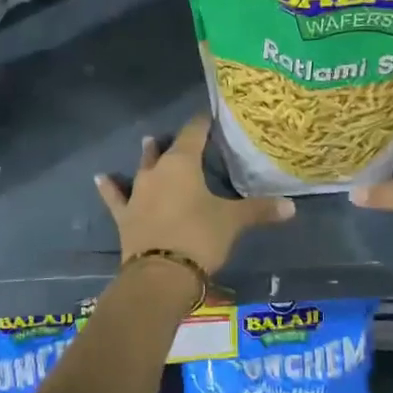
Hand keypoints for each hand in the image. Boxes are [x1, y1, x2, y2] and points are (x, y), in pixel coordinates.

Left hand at [95, 114, 295, 275]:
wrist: (160, 276)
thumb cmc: (199, 238)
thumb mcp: (232, 222)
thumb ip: (260, 210)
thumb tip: (292, 206)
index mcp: (183, 163)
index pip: (194, 132)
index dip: (203, 122)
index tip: (210, 116)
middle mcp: (157, 172)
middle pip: (167, 149)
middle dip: (176, 141)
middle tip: (185, 137)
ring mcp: (137, 194)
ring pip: (142, 167)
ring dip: (147, 156)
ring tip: (149, 141)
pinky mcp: (125, 217)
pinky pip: (115, 197)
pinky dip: (109, 187)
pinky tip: (101, 178)